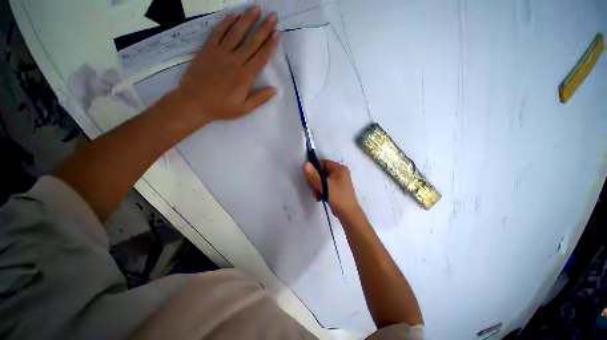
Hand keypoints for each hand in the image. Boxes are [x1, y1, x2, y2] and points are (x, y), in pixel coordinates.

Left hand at [173, 7, 279, 125]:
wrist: (194, 102)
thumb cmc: (221, 108)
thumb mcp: (244, 109)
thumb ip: (259, 99)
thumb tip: (274, 89)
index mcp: (245, 77)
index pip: (261, 58)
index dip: (270, 45)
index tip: (277, 33)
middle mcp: (235, 61)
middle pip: (252, 42)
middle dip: (264, 28)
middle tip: (273, 16)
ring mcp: (220, 53)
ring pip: (236, 33)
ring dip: (247, 20)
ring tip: (257, 9)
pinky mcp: (208, 49)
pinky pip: (218, 32)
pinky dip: (226, 22)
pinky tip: (234, 15)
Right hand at [304, 160, 362, 218]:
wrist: (349, 214)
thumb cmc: (338, 197)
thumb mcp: (324, 186)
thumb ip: (314, 175)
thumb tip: (306, 164)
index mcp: (339, 168)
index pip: (323, 163)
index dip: (314, 168)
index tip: (309, 177)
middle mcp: (340, 172)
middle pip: (322, 171)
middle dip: (315, 180)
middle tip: (313, 189)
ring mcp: (339, 180)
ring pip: (323, 179)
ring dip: (317, 186)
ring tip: (316, 195)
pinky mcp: (337, 187)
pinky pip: (326, 185)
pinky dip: (322, 190)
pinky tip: (319, 197)